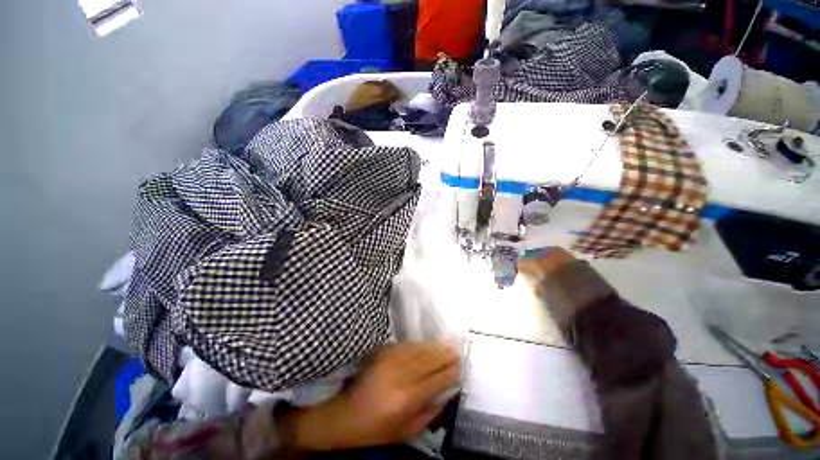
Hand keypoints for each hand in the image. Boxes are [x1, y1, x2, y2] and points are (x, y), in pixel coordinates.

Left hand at [284, 342, 459, 450]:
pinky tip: (425, 344)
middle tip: (456, 350)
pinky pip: (405, 346)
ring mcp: (390, 362)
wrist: (342, 415)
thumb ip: (428, 414)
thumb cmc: (373, 430)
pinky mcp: (382, 354)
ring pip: (418, 351)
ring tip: (446, 344)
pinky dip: (418, 345)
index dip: (449, 372)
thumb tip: (445, 396)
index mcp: (407, 400)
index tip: (459, 366)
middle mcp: (401, 377)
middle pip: (428, 362)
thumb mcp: (403, 433)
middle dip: (444, 355)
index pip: (435, 381)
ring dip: (433, 347)